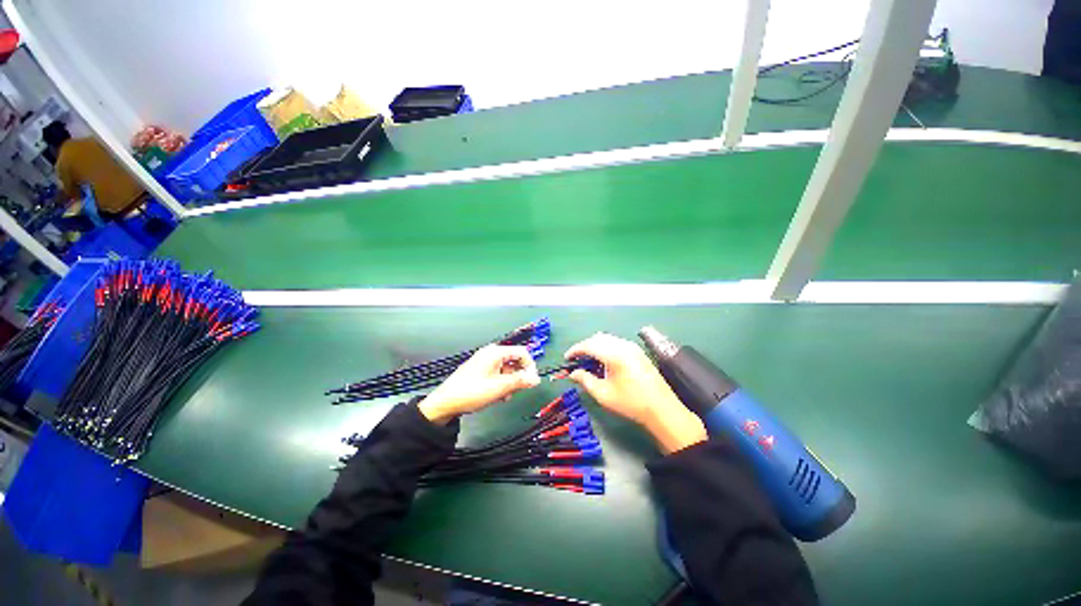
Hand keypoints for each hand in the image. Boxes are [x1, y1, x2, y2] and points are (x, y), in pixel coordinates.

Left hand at [418, 345, 540, 423]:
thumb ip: (520, 381)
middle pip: (514, 360)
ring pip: (506, 368)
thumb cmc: (472, 392)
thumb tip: (537, 378)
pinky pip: (497, 373)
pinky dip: (501, 383)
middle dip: (519, 376)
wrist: (445, 403)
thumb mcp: (500, 387)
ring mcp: (484, 361)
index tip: (532, 381)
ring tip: (505, 396)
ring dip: (510, 382)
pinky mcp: (479, 370)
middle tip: (517, 391)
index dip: (530, 366)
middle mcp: (490, 353)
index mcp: (495, 352)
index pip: (522, 352)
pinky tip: (498, 395)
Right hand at [565, 333, 705, 453]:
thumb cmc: (631, 403)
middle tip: (577, 360)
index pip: (589, 345)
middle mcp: (624, 345)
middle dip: (585, 347)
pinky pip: (617, 343)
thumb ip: (585, 380)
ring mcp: (633, 347)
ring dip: (596, 347)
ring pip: (608, 339)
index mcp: (614, 354)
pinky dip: (606, 348)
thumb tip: (573, 373)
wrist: (662, 409)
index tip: (566, 358)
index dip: (575, 350)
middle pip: (598, 338)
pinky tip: (604, 362)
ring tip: (589, 362)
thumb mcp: (603, 394)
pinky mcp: (638, 352)